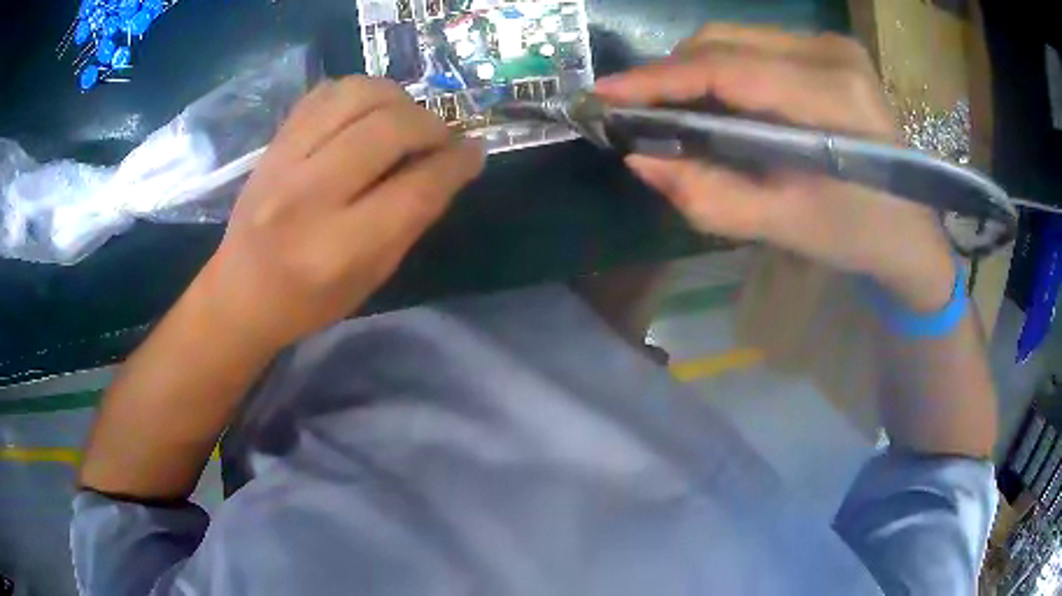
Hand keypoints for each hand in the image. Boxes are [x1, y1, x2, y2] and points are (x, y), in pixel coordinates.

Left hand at [193, 77, 484, 351]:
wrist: (239, 293)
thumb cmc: (308, 301)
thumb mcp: (370, 278)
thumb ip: (411, 221)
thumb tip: (451, 166)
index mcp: (338, 248)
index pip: (415, 189)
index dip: (455, 164)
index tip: (473, 152)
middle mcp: (308, 196)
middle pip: (389, 130)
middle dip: (431, 126)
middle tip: (441, 138)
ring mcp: (284, 162)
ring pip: (357, 95)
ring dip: (398, 99)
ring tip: (406, 119)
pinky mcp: (272, 143)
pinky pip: (326, 93)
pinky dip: (359, 93)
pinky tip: (368, 112)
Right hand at [595, 25, 954, 311]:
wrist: (909, 228)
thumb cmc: (856, 235)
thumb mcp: (782, 225)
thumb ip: (708, 194)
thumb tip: (639, 159)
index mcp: (834, 99)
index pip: (729, 69)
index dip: (660, 79)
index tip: (606, 94)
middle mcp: (832, 54)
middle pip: (725, 41)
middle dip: (671, 74)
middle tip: (636, 110)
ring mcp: (832, 45)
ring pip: (735, 37)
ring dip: (694, 69)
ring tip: (671, 107)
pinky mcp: (829, 49)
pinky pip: (755, 44)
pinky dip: (722, 67)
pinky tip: (714, 98)